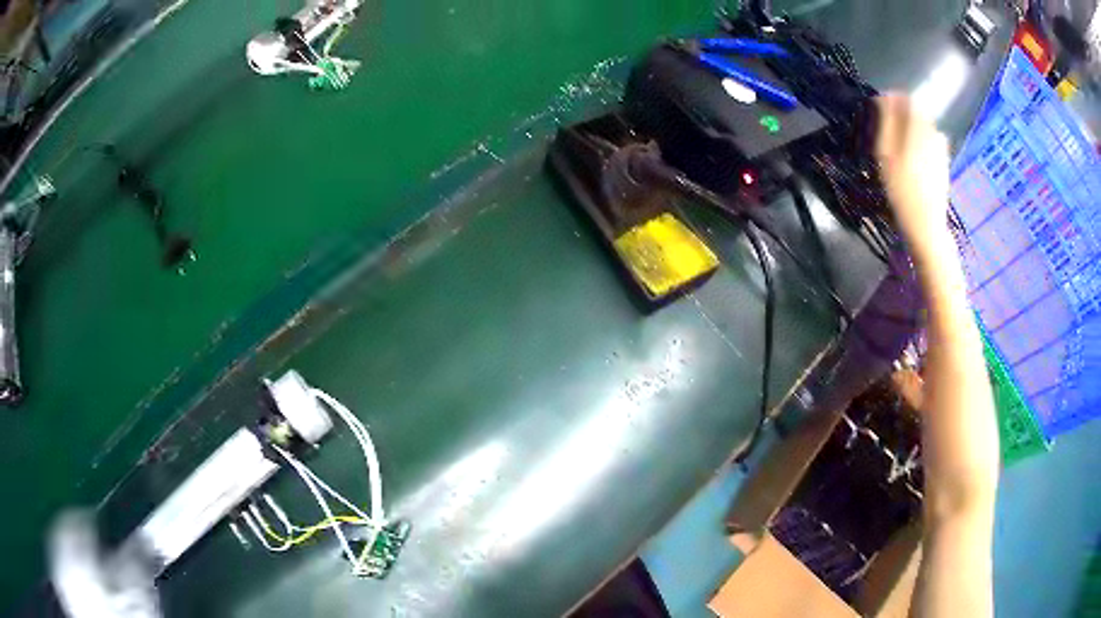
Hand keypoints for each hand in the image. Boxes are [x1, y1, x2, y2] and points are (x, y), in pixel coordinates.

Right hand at [874, 94, 953, 263]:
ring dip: (911, 129)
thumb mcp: (886, 154)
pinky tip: (912, 159)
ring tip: (898, 145)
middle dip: (902, 115)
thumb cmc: (902, 190)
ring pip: (924, 127)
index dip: (892, 100)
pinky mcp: (944, 163)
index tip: (879, 108)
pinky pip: (931, 142)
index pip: (907, 99)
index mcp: (919, 127)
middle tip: (887, 130)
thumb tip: (884, 97)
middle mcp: (933, 133)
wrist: (926, 225)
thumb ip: (886, 122)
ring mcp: (941, 149)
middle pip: (917, 112)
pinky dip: (920, 143)